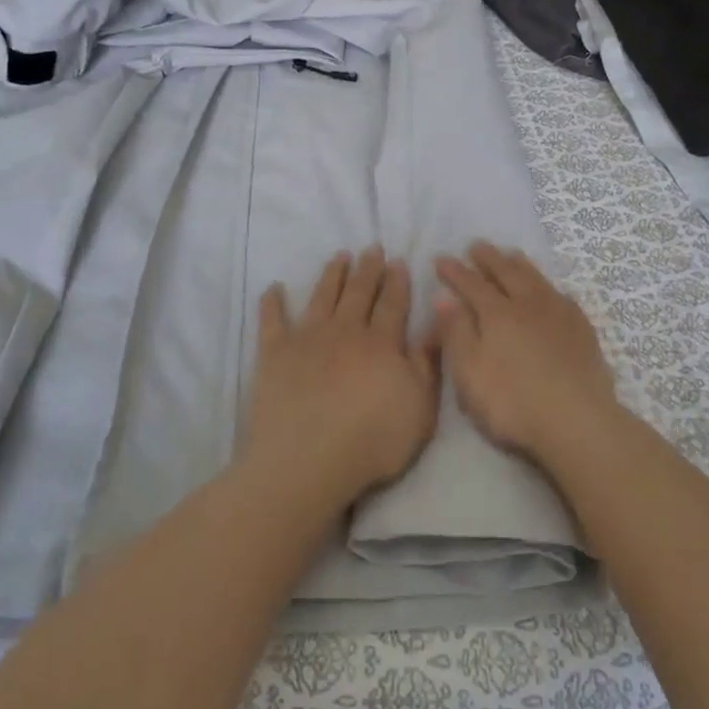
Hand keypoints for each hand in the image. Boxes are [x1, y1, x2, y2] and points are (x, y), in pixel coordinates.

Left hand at [242, 247, 439, 512]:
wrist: (307, 460)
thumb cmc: (372, 441)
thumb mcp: (420, 408)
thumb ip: (427, 364)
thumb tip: (435, 324)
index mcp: (381, 343)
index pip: (392, 304)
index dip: (396, 281)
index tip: (397, 260)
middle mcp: (345, 331)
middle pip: (359, 293)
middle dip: (368, 269)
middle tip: (372, 248)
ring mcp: (307, 338)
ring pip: (323, 296)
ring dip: (332, 275)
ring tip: (340, 256)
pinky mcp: (274, 353)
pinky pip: (272, 321)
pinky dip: (272, 303)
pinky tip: (274, 288)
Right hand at [434, 242, 616, 464]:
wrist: (577, 422)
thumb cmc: (513, 402)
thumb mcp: (470, 372)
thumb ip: (456, 332)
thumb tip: (443, 296)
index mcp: (497, 314)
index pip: (471, 283)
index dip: (455, 271)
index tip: (441, 258)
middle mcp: (527, 304)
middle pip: (506, 272)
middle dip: (488, 258)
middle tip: (476, 245)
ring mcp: (559, 314)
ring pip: (536, 279)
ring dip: (520, 264)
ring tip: (511, 255)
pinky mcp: (582, 330)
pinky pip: (562, 296)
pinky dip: (550, 287)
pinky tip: (551, 292)